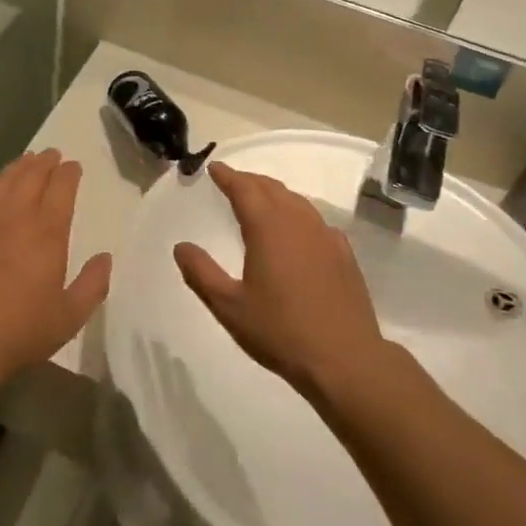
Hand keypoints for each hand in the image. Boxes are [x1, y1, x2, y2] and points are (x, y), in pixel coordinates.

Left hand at [0, 150, 111, 390]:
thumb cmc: (18, 332)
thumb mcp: (68, 318)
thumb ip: (92, 285)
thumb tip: (105, 258)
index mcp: (47, 232)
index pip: (61, 187)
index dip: (69, 173)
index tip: (73, 168)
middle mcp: (14, 215)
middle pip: (31, 175)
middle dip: (45, 162)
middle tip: (51, 156)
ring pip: (2, 179)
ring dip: (17, 167)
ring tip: (25, 162)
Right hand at [173, 163, 385, 398]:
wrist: (345, 358)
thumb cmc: (280, 331)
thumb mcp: (229, 307)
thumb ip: (201, 273)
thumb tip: (181, 247)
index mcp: (268, 227)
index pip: (244, 188)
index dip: (228, 176)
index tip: (214, 167)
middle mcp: (298, 222)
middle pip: (271, 188)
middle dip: (250, 181)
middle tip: (232, 181)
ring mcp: (325, 235)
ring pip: (296, 201)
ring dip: (275, 194)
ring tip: (261, 199)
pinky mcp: (344, 253)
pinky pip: (316, 220)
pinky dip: (299, 214)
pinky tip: (298, 230)